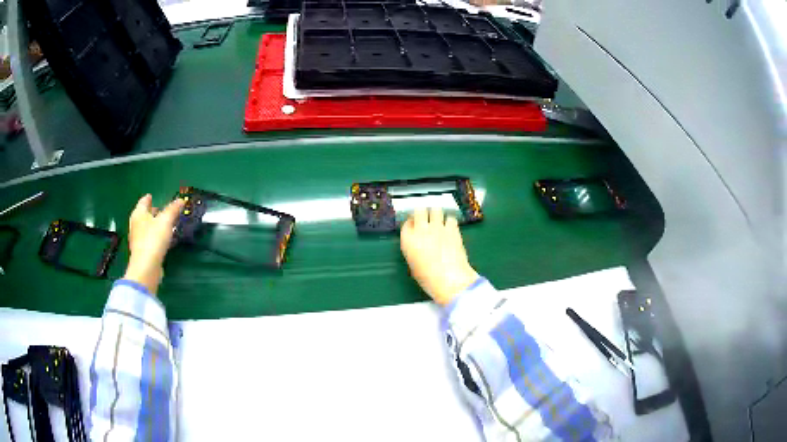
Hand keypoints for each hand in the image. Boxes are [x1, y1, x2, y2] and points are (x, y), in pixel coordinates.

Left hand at [124, 194, 184, 294]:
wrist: (146, 268)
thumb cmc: (153, 239)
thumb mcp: (166, 221)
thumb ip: (173, 209)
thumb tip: (181, 200)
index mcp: (139, 214)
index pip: (143, 201)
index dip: (149, 198)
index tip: (153, 196)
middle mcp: (136, 224)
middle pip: (144, 214)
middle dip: (152, 212)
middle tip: (161, 210)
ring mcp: (137, 239)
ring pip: (146, 227)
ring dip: (154, 224)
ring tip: (164, 224)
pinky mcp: (142, 252)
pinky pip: (149, 239)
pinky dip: (155, 236)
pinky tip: (162, 239)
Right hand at [400, 208, 478, 304]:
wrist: (450, 280)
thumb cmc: (429, 279)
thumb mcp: (414, 266)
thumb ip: (413, 250)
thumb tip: (418, 245)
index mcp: (408, 240)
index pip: (407, 223)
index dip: (411, 224)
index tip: (415, 226)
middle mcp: (421, 230)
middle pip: (419, 210)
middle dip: (423, 213)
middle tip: (426, 218)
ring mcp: (438, 227)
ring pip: (436, 209)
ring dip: (437, 214)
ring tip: (439, 220)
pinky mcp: (453, 229)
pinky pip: (450, 218)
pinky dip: (450, 221)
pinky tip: (451, 228)